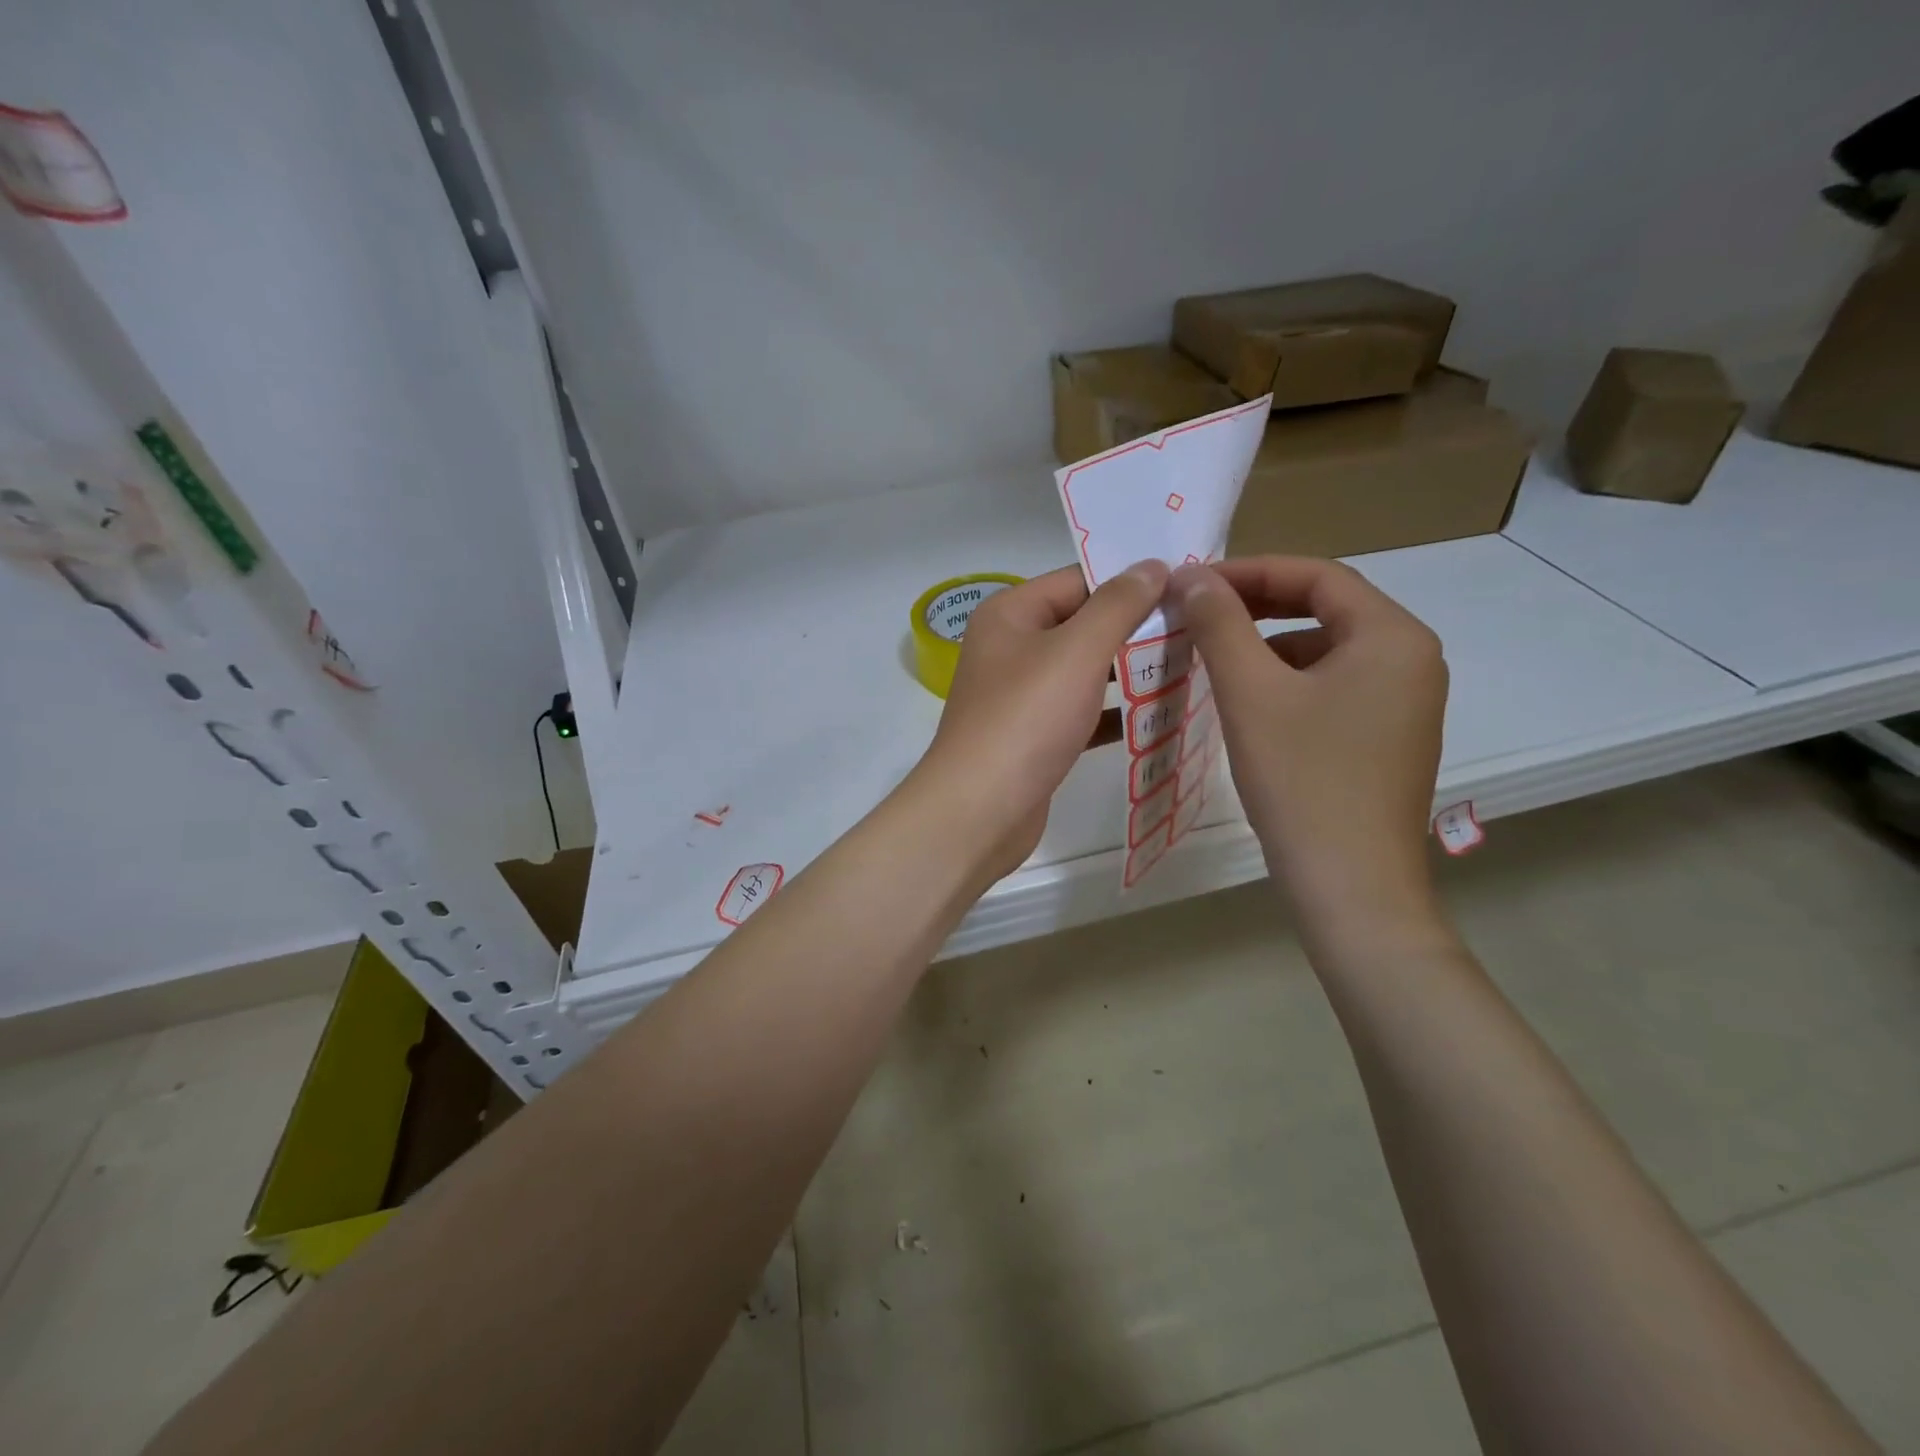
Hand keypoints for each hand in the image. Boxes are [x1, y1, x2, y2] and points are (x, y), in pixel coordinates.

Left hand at [917, 561, 1167, 879]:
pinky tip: (1159, 714)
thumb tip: (1151, 565)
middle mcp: (1010, 648)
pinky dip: (1114, 713)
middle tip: (1197, 627)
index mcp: (1010, 614)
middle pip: (1081, 625)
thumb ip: (1118, 605)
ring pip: (1083, 672)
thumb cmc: (1026, 718)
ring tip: (1190, 664)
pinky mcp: (1033, 737)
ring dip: (1129, 671)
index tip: (1186, 586)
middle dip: (1135, 628)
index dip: (1129, 581)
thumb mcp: (1077, 651)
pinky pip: (1080, 713)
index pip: (1077, 581)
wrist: (980, 810)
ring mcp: (1020, 696)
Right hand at [1169, 557, 1448, 949]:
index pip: (1317, 576)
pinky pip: (1332, 688)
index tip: (1193, 583)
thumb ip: (1220, 624)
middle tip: (1197, 614)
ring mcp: (1404, 704)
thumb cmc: (1302, 779)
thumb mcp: (1251, 693)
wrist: (1350, 886)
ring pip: (1326, 652)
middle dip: (1257, 607)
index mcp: (1392, 637)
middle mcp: (1411, 660)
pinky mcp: (1387, 740)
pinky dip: (1287, 683)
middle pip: (1326, 610)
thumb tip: (1191, 575)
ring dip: (1267, 647)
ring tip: (1213, 660)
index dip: (1250, 571)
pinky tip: (1247, 705)